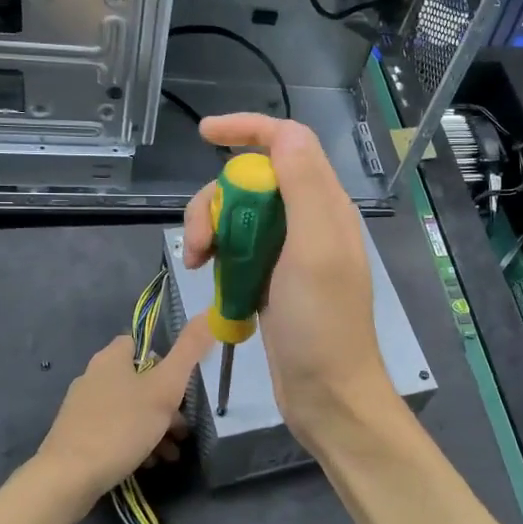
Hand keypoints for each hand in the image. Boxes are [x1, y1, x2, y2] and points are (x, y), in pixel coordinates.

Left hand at [34, 315, 213, 505]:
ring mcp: (82, 409)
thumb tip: (209, 312)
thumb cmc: (121, 426)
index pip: (139, 343)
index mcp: (110, 358)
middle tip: (184, 428)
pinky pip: (114, 432)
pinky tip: (149, 463)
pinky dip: (134, 442)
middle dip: (166, 404)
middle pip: (138, 381)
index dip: (164, 359)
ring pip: (129, 409)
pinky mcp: (77, 437)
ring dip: (154, 427)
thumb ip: (189, 350)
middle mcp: (92, 377)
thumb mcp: (165, 387)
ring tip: (172, 453)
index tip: (182, 383)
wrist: (68, 478)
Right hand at [182, 115, 396, 441]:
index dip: (249, 129)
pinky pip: (236, 248)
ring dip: (210, 229)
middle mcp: (308, 220)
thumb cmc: (322, 324)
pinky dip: (217, 254)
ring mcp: (288, 251)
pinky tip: (205, 276)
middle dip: (215, 199)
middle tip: (199, 242)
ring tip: (197, 264)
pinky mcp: (270, 278)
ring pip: (238, 214)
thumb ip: (303, 185)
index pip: (288, 142)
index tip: (205, 134)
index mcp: (325, 204)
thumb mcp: (315, 249)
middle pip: (252, 180)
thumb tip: (284, 132)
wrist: (326, 394)